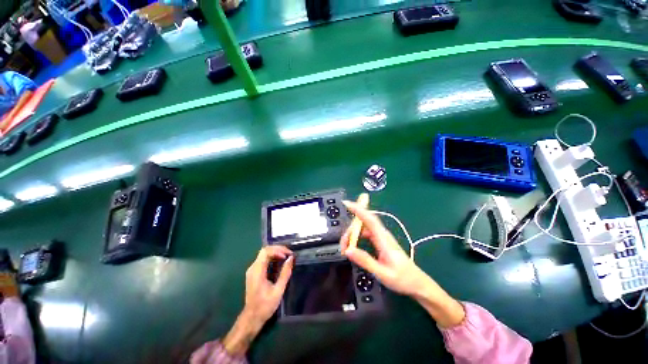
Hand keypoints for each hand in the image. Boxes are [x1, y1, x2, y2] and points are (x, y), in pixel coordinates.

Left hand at [243, 245, 293, 324]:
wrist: (252, 318)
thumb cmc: (265, 305)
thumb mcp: (278, 290)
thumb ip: (285, 273)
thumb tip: (291, 258)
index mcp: (257, 271)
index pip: (266, 251)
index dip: (278, 250)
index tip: (288, 255)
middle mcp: (253, 268)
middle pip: (265, 251)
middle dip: (278, 249)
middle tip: (289, 254)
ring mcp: (252, 270)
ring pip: (264, 254)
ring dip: (275, 253)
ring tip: (286, 256)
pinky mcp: (253, 273)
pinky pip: (263, 260)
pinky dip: (272, 258)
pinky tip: (279, 262)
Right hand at [341, 201, 464, 327]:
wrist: (418, 284)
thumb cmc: (402, 279)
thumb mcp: (382, 273)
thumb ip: (365, 260)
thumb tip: (348, 250)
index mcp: (383, 239)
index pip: (369, 219)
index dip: (358, 209)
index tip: (347, 203)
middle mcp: (382, 235)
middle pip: (363, 223)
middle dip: (350, 230)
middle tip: (343, 246)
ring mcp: (381, 238)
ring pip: (363, 229)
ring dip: (353, 235)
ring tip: (346, 248)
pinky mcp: (380, 242)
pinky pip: (366, 234)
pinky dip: (357, 238)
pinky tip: (353, 247)